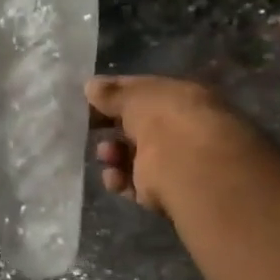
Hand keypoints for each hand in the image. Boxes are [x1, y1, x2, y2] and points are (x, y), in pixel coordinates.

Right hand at [88, 75, 245, 218]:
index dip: (118, 95)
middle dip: (114, 127)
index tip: (92, 99)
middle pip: (141, 127)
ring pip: (135, 157)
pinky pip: (135, 184)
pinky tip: (113, 177)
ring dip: (115, 154)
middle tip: (93, 128)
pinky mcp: (166, 192)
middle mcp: (183, 128)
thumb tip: (91, 86)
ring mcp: (176, 161)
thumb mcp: (135, 96)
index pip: (147, 93)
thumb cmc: (165, 120)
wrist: (188, 168)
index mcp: (184, 98)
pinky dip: (121, 180)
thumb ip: (111, 94)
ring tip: (106, 155)